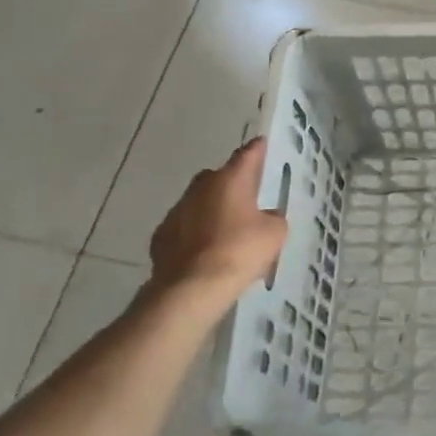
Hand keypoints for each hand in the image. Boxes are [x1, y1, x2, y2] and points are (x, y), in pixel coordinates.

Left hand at [149, 138, 287, 299]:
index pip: (248, 154)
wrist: (191, 289)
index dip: (258, 150)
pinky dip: (194, 234)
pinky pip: (184, 228)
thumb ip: (273, 218)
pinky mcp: (161, 237)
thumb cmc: (239, 252)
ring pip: (199, 202)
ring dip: (212, 210)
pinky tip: (205, 252)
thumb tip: (265, 217)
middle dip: (233, 184)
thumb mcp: (274, 234)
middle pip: (220, 177)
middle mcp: (201, 187)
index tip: (263, 145)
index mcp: (231, 179)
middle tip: (248, 199)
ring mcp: (176, 211)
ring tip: (227, 231)